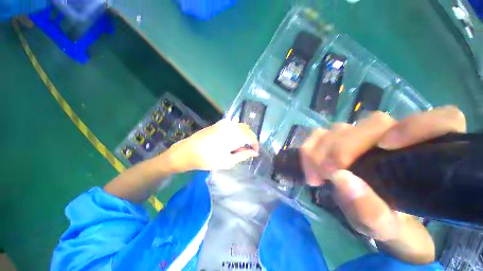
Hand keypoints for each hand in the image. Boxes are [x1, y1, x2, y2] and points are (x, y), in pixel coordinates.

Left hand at [164, 119, 259, 171]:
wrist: (187, 151)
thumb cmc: (208, 159)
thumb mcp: (228, 161)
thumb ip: (243, 155)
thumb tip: (255, 153)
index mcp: (234, 135)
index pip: (251, 137)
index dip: (255, 144)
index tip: (255, 152)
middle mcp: (230, 126)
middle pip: (247, 130)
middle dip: (250, 139)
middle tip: (248, 150)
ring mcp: (224, 123)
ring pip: (241, 126)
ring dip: (244, 135)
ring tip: (240, 146)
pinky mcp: (219, 123)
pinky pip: (233, 125)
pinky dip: (237, 131)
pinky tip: (233, 139)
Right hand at [300, 106, 465, 263]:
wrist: (368, 214)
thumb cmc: (387, 222)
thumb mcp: (382, 227)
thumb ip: (371, 211)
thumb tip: (341, 179)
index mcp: (424, 156)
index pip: (442, 120)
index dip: (418, 125)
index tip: (386, 147)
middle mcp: (393, 137)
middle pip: (373, 124)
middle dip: (344, 146)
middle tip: (327, 173)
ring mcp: (360, 136)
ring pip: (342, 128)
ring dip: (322, 149)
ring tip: (316, 174)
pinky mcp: (336, 139)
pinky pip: (319, 134)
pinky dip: (310, 147)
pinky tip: (309, 164)